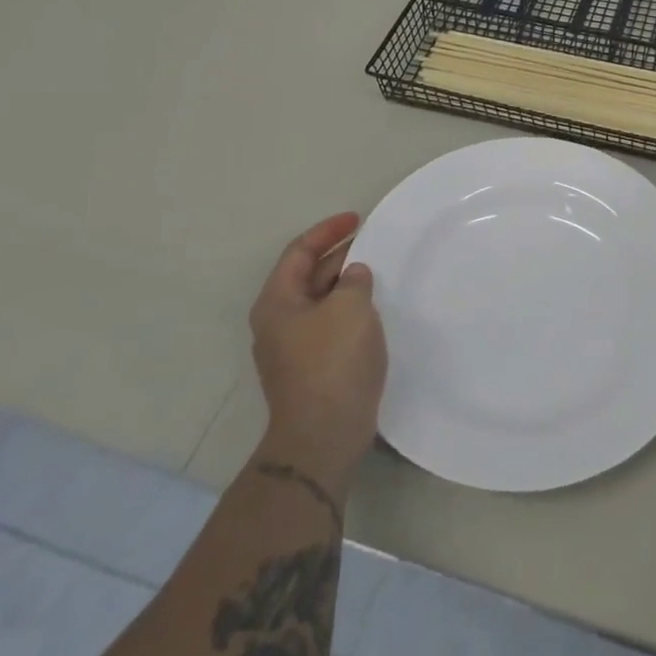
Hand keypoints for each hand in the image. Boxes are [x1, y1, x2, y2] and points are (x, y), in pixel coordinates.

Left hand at [249, 212, 387, 493]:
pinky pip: (330, 325)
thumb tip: (354, 276)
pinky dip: (350, 310)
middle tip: (373, 243)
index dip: (328, 231)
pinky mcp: (311, 369)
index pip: (299, 251)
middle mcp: (278, 321)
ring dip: (346, 284)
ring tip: (378, 272)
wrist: (323, 436)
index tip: (357, 219)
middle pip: (308, 275)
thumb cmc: (333, 362)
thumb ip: (355, 280)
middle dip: (339, 255)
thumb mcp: (350, 308)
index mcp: (277, 301)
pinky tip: (374, 311)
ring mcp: (293, 348)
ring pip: (321, 301)